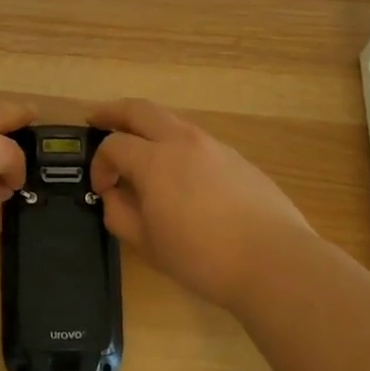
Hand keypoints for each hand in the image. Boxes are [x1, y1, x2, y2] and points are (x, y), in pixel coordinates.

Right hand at [89, 98, 311, 310]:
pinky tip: (180, 175)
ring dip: (148, 127)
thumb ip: (119, 214)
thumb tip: (113, 196)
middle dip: (114, 111)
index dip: (99, 164)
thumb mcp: (147, 244)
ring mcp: (215, 147)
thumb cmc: (202, 257)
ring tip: (139, 148)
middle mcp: (183, 142)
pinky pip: (197, 142)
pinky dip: (177, 146)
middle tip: (96, 119)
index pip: (113, 145)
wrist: (273, 261)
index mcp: (155, 160)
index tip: (101, 189)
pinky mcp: (238, 159)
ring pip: (173, 122)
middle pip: (141, 109)